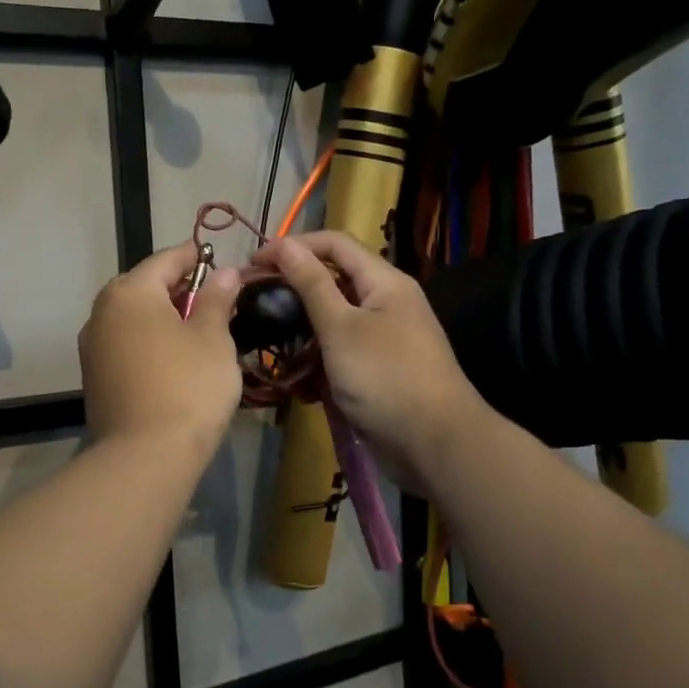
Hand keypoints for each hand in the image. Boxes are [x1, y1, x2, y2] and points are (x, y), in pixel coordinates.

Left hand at [79, 243, 242, 463]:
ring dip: (165, 318)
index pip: (166, 259)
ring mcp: (93, 348)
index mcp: (129, 292)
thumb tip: (225, 272)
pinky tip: (175, 360)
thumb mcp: (213, 338)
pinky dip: (151, 342)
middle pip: (145, 287)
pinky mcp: (95, 378)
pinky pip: (127, 345)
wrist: (146, 456)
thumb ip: (217, 299)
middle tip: (216, 299)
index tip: (222, 261)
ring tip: (200, 331)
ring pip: (134, 318)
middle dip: (180, 289)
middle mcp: (102, 312)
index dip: (197, 257)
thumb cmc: (188, 385)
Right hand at [256, 232, 488, 496]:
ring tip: (268, 338)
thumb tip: (284, 244)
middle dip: (294, 288)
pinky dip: (318, 359)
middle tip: (255, 302)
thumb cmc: (385, 377)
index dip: (293, 246)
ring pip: (335, 319)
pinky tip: (296, 376)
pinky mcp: (378, 369)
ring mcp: (384, 338)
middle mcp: (386, 302)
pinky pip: (342, 352)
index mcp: (384, 282)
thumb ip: (312, 285)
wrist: (434, 443)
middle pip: (334, 280)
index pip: (334, 244)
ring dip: (302, 327)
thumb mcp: (341, 328)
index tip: (254, 263)